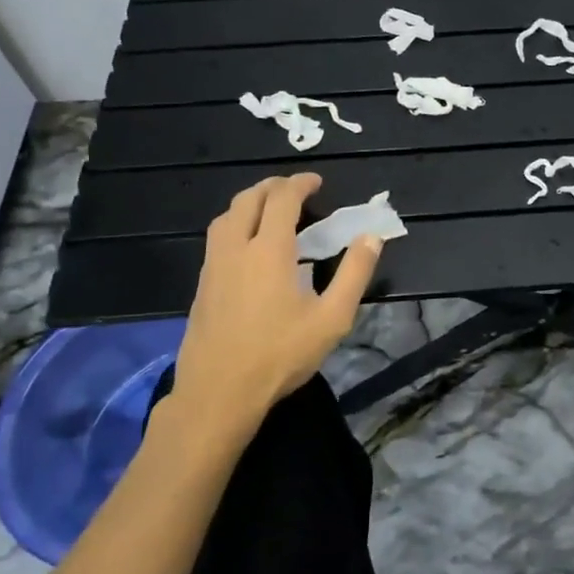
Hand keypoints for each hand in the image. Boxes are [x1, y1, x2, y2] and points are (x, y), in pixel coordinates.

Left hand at [162, 174, 379, 444]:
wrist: (218, 392)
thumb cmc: (280, 355)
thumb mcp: (332, 318)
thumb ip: (354, 274)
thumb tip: (371, 237)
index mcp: (269, 250)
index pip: (282, 199)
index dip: (300, 183)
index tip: (316, 181)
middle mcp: (236, 248)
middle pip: (249, 199)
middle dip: (273, 186)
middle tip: (296, 190)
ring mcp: (213, 266)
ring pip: (226, 216)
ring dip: (250, 202)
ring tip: (271, 211)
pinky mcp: (202, 285)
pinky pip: (217, 238)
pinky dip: (236, 224)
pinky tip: (249, 247)